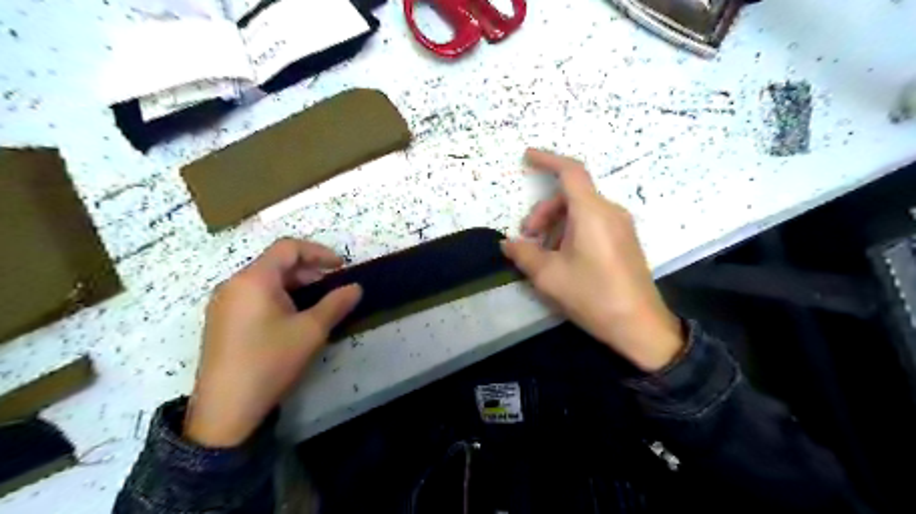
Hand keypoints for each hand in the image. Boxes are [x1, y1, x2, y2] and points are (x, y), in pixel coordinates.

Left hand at [183, 240, 361, 445]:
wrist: (226, 409)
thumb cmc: (270, 360)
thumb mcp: (311, 331)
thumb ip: (336, 303)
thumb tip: (356, 288)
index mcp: (254, 279)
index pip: (288, 248)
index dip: (318, 252)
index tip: (340, 267)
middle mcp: (233, 284)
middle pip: (275, 263)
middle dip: (308, 270)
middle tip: (331, 287)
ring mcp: (223, 303)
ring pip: (264, 280)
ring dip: (294, 284)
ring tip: (315, 304)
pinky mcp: (220, 321)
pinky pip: (253, 296)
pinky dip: (277, 296)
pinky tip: (291, 318)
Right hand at [500, 149, 685, 373]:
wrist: (639, 325)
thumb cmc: (592, 295)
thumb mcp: (548, 276)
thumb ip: (523, 254)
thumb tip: (507, 243)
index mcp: (592, 212)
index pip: (570, 172)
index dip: (547, 160)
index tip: (526, 157)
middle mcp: (609, 211)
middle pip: (570, 196)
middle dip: (543, 212)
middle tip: (527, 238)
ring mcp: (621, 226)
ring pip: (580, 210)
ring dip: (556, 224)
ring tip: (543, 254)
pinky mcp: (625, 241)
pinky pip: (593, 223)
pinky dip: (571, 231)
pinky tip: (563, 257)